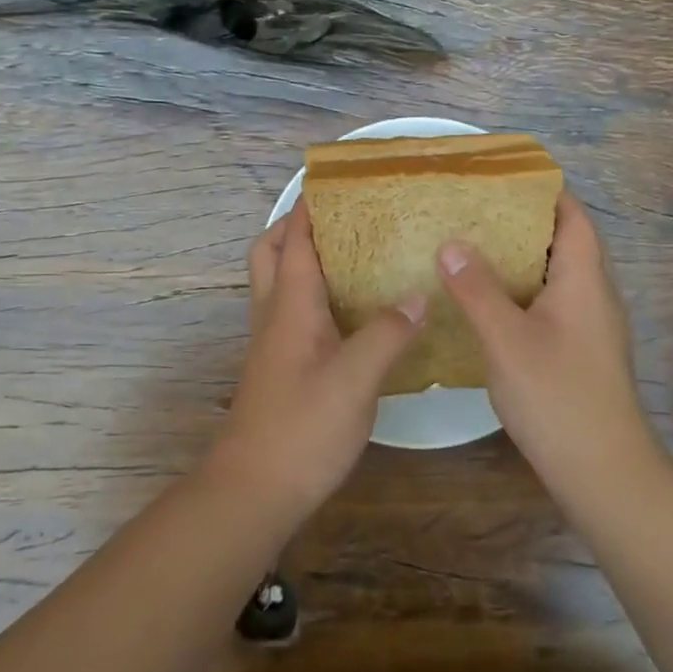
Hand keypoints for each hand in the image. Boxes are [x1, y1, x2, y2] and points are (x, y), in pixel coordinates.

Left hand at [212, 202, 425, 526]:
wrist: (254, 489)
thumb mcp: (355, 379)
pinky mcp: (279, 368)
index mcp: (290, 306)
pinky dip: (314, 297)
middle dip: (295, 227)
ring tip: (353, 256)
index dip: (309, 207)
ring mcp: (273, 344)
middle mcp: (275, 315)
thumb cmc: (302, 428)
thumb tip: (417, 297)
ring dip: (303, 260)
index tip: (334, 181)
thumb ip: (387, 334)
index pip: (293, 240)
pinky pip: (292, 314)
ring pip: (278, 284)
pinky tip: (351, 313)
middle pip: (270, 253)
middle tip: (339, 219)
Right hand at [437, 193, 658, 498]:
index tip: (505, 178)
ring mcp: (592, 328)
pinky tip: (488, 304)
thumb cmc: (557, 396)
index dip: (545, 192)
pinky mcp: (582, 353)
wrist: (603, 471)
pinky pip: (552, 305)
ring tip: (474, 249)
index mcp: (583, 280)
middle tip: (476, 211)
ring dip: (522, 260)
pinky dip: (523, 292)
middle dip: (524, 223)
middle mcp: (594, 296)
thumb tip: (451, 244)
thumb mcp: (506, 339)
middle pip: (565, 243)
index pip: (573, 217)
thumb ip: (477, 290)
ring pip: (557, 277)